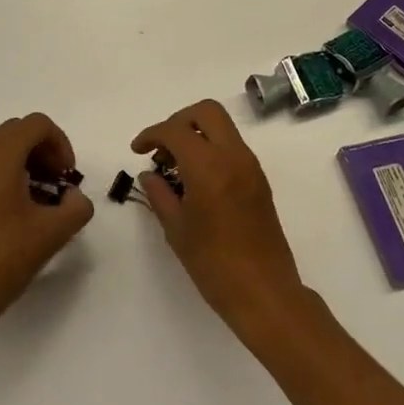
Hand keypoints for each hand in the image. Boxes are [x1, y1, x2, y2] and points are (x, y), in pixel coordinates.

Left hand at [0, 113, 93, 335]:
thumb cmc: (7, 256)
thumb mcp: (55, 231)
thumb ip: (77, 206)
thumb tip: (72, 196)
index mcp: (0, 157)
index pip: (36, 124)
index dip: (60, 143)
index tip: (68, 175)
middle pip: (20, 131)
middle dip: (46, 149)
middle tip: (60, 181)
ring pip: (6, 147)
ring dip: (31, 161)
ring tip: (47, 196)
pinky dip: (15, 172)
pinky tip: (27, 207)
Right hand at [131, 99, 307, 335]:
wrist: (265, 292)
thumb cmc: (214, 264)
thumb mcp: (177, 230)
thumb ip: (159, 195)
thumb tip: (149, 174)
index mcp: (209, 166)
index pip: (176, 130)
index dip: (152, 134)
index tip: (138, 150)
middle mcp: (233, 156)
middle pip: (206, 111)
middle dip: (178, 120)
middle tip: (161, 147)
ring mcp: (250, 166)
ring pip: (222, 126)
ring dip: (196, 133)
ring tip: (175, 166)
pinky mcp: (259, 179)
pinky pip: (232, 146)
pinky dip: (211, 148)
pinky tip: (196, 178)